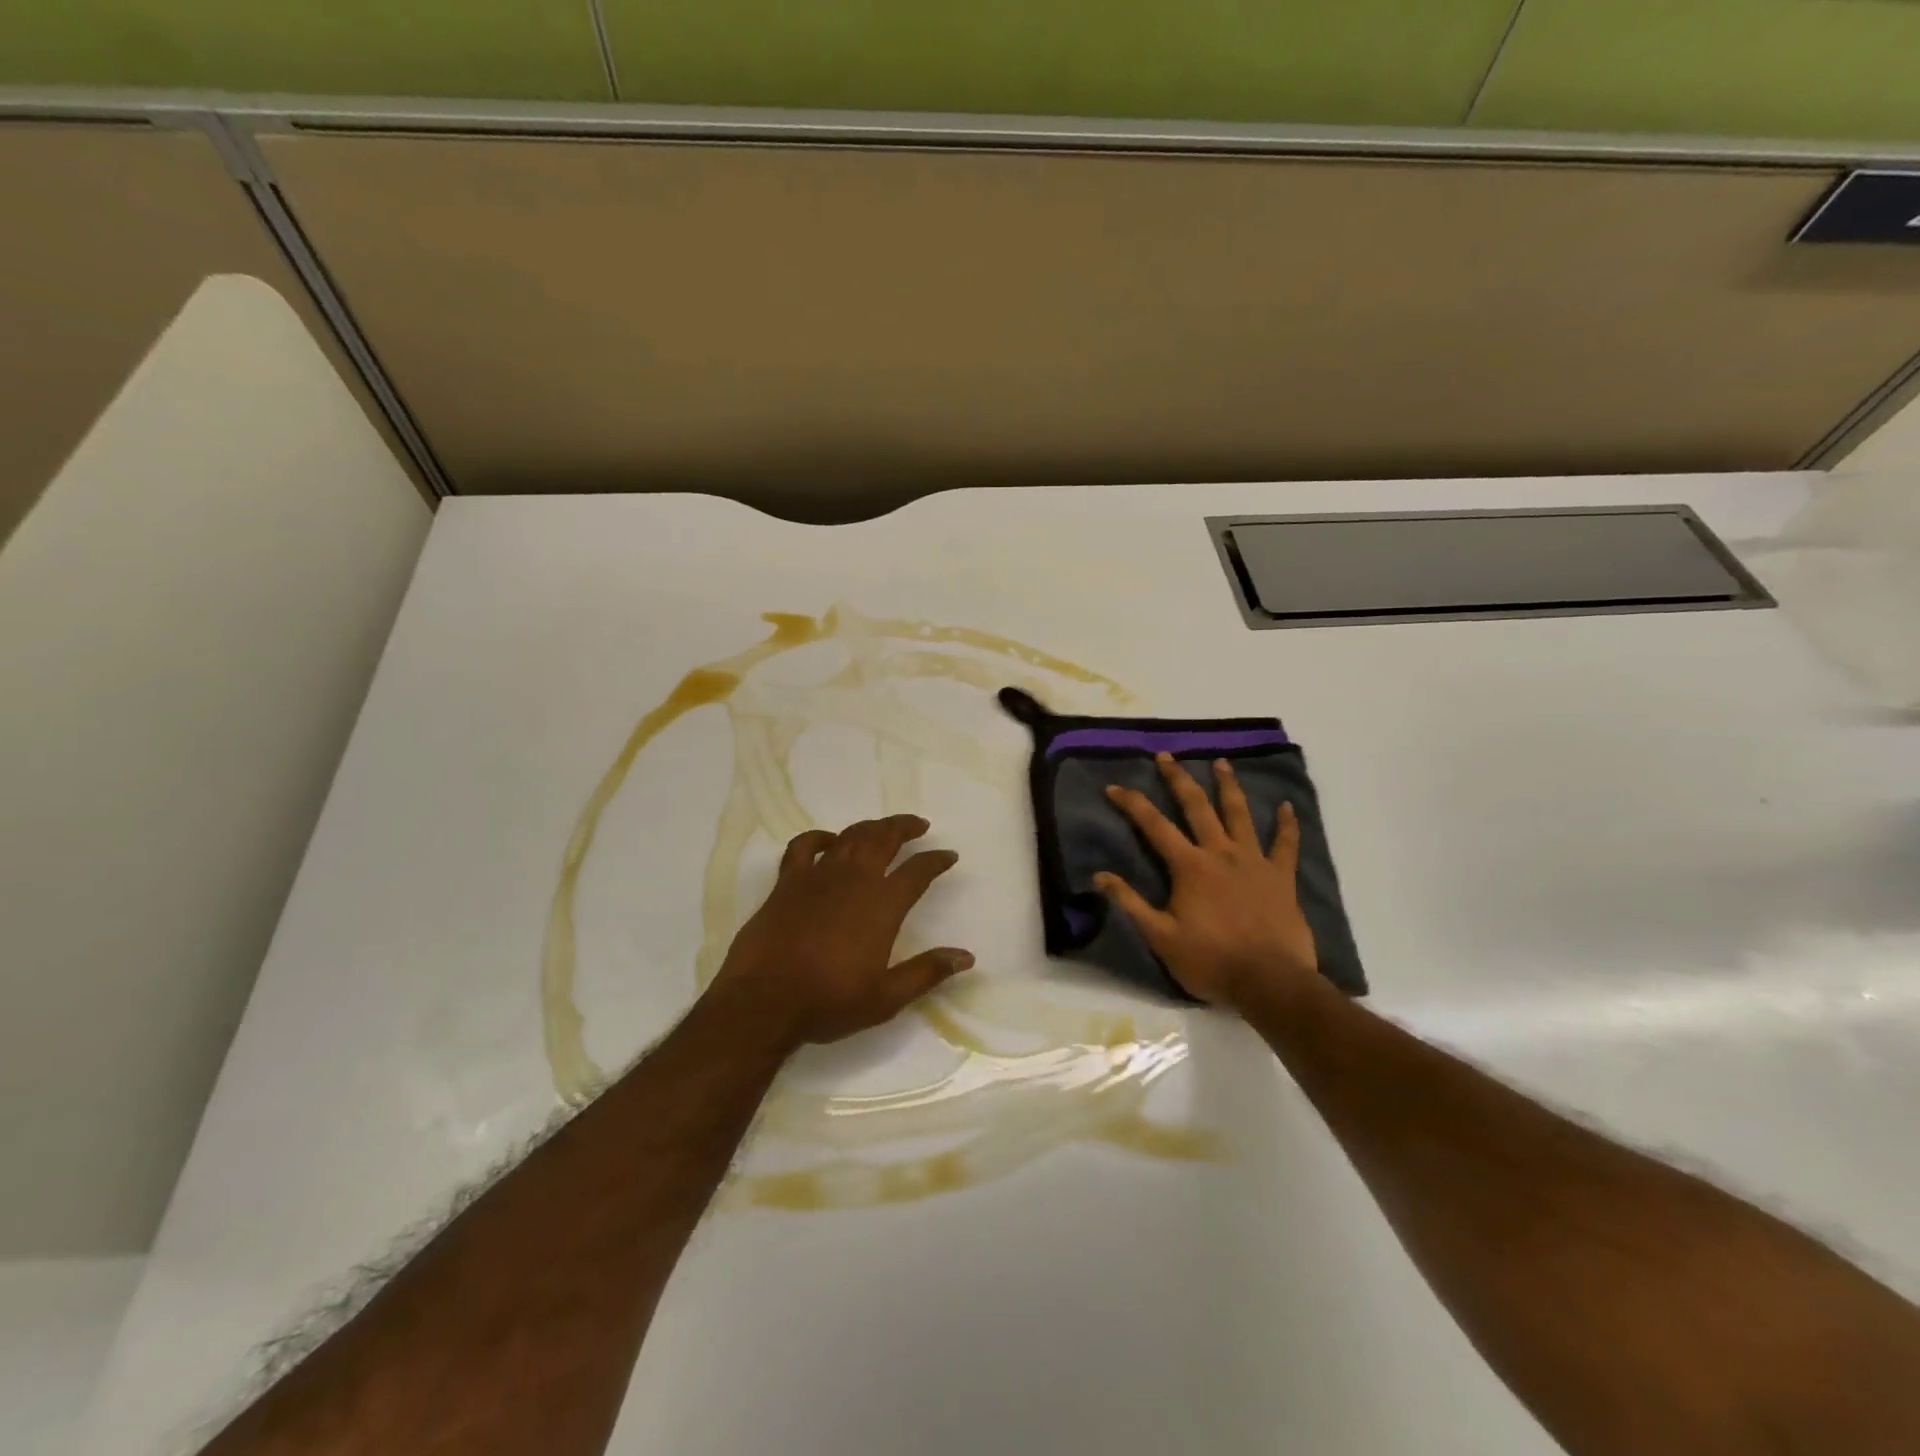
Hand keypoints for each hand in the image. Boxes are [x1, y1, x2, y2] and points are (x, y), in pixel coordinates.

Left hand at [706, 814, 973, 1050]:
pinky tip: (828, 841)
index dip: (937, 860)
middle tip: (919, 825)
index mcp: (883, 904)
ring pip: (850, 836)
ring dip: (871, 827)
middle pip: (884, 839)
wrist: (763, 1002)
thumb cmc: (829, 1001)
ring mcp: (817, 876)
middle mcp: (854, 880)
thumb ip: (927, 972)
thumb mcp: (886, 997)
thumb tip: (966, 957)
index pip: (918, 871)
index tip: (949, 855)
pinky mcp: (786, 882)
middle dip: (905, 827)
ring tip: (883, 828)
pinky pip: (803, 846)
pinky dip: (819, 838)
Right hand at [1094, 755, 1318, 1010]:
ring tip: (1221, 762)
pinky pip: (1285, 844)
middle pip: (1197, 807)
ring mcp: (1254, 861)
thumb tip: (1099, 875)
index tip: (1114, 786)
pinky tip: (1286, 807)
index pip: (1153, 826)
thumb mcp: (1161, 937)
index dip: (1132, 804)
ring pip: (1240, 814)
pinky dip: (1286, 824)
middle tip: (1167, 756)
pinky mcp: (1281, 877)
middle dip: (1178, 779)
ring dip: (1228, 786)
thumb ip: (1131, 903)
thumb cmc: (1211, 961)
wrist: (1270, 982)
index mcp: (1189, 866)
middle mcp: (1220, 853)